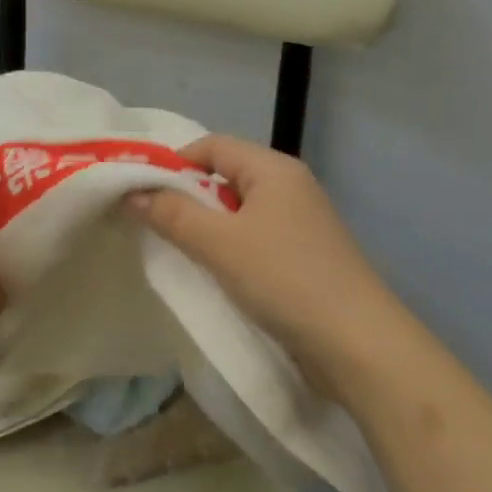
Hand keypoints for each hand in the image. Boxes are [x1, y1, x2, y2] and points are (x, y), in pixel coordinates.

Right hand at [128, 135, 398, 387]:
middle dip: (188, 196)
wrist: (360, 346)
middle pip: (226, 176)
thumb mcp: (220, 244)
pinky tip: (215, 272)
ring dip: (207, 226)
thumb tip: (131, 194)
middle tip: (153, 222)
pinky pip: (256, 237)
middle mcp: (289, 186)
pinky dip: (230, 247)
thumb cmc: (285, 279)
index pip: (213, 145)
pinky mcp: (305, 257)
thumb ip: (172, 215)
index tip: (142, 192)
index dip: (175, 163)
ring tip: (179, 249)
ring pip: (239, 210)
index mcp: (274, 169)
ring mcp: (301, 223)